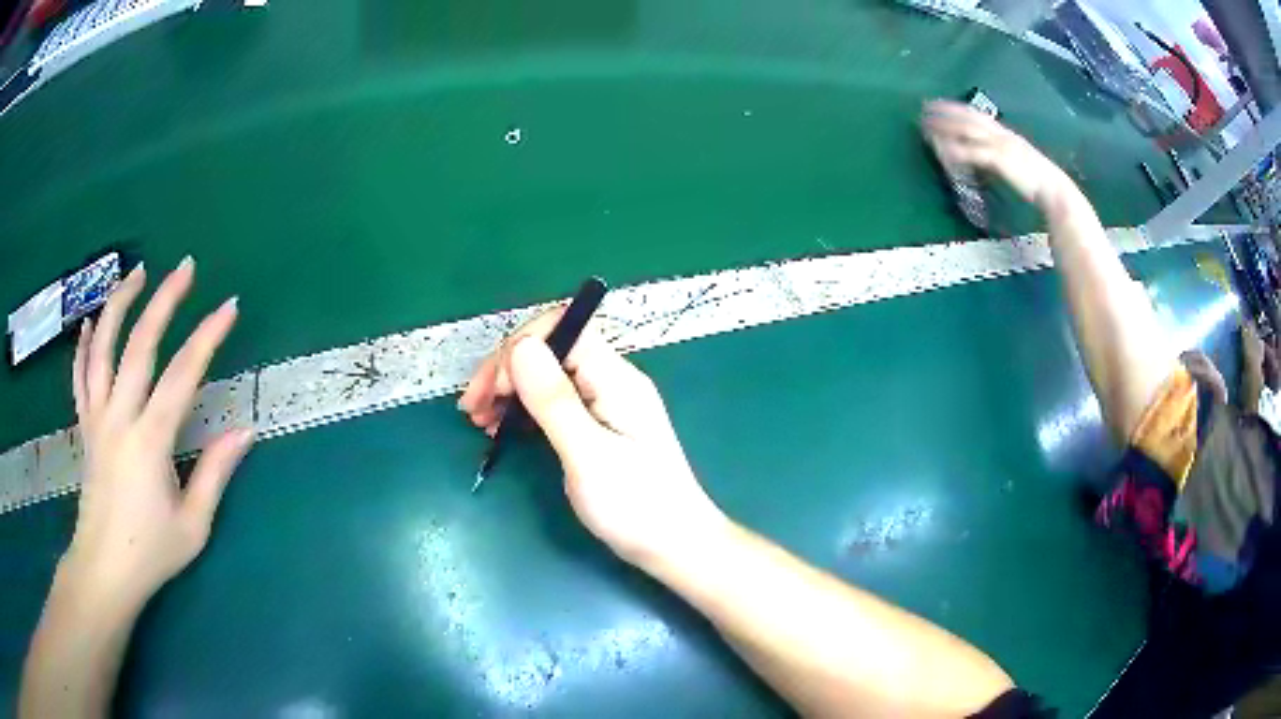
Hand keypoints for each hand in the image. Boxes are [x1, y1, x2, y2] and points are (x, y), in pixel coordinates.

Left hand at [63, 258, 252, 612]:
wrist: (104, 570)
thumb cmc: (150, 553)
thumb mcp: (192, 526)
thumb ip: (215, 474)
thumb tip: (245, 431)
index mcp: (149, 441)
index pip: (181, 375)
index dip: (208, 337)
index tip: (230, 305)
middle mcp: (119, 417)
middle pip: (139, 345)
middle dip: (164, 301)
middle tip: (185, 267)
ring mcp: (96, 418)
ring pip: (102, 347)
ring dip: (119, 305)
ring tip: (136, 273)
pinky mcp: (85, 427)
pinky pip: (80, 377)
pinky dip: (83, 345)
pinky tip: (89, 323)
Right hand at [459, 309, 726, 568]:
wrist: (675, 544)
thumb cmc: (635, 505)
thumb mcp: (588, 455)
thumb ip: (554, 400)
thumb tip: (521, 346)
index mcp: (615, 378)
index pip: (563, 327)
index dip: (520, 348)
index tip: (495, 390)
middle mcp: (611, 381)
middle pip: (550, 349)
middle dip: (506, 369)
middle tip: (471, 408)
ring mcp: (605, 403)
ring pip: (548, 376)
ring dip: (509, 390)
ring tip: (479, 421)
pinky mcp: (598, 426)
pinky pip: (554, 402)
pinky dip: (524, 410)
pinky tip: (501, 429)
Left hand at [922, 99, 1069, 209]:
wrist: (1054, 190)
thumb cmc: (1036, 181)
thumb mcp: (1015, 161)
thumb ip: (998, 156)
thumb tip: (979, 156)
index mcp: (1005, 133)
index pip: (976, 114)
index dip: (955, 107)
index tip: (937, 104)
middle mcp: (1001, 134)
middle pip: (968, 117)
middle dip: (945, 112)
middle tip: (924, 109)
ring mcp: (1001, 145)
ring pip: (967, 131)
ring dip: (945, 127)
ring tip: (926, 127)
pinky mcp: (1000, 160)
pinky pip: (973, 153)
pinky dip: (957, 151)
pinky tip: (943, 152)